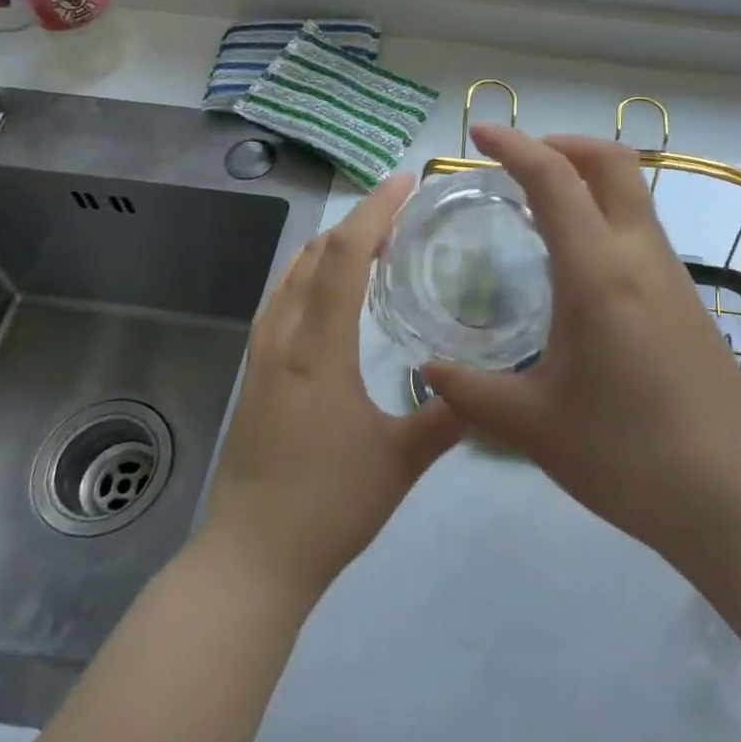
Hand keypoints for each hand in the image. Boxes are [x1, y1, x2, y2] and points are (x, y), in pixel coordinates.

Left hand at [202, 175, 461, 599]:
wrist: (251, 559)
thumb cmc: (327, 506)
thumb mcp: (400, 461)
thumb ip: (447, 417)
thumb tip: (489, 385)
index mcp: (317, 350)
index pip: (344, 256)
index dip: (375, 210)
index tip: (407, 183)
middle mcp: (283, 340)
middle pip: (315, 255)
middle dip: (358, 222)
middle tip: (404, 214)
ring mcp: (262, 357)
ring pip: (293, 277)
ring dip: (332, 248)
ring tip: (376, 244)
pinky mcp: (256, 376)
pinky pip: (282, 302)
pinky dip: (312, 277)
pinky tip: (335, 295)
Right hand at [422, 126, 740, 558]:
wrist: (733, 497)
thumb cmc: (628, 457)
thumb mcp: (533, 427)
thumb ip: (471, 392)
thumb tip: (428, 370)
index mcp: (600, 274)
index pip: (557, 180)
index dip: (516, 145)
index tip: (479, 134)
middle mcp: (642, 258)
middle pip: (612, 163)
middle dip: (562, 144)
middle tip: (515, 164)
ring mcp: (673, 276)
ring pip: (632, 194)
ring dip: (586, 180)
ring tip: (536, 209)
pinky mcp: (687, 300)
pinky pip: (641, 231)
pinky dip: (603, 216)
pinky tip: (576, 265)